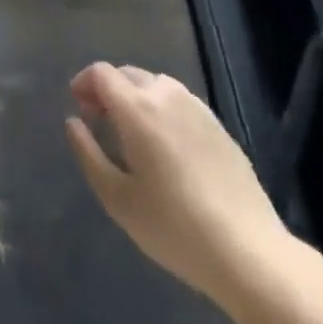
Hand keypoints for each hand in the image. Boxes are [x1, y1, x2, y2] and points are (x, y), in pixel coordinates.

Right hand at [66, 63, 294, 307]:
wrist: (248, 250)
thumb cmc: (174, 227)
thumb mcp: (118, 199)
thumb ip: (89, 154)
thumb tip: (74, 122)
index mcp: (137, 107)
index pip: (101, 73)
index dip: (84, 83)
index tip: (79, 109)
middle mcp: (166, 94)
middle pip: (127, 74)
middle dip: (108, 90)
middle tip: (100, 123)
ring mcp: (196, 107)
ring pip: (155, 85)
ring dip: (135, 97)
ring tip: (132, 135)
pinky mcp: (218, 124)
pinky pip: (178, 102)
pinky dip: (161, 109)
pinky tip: (166, 147)